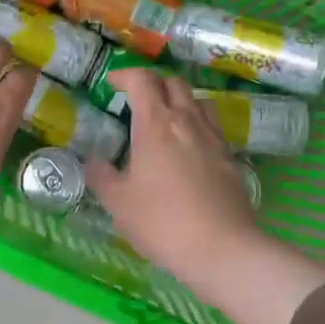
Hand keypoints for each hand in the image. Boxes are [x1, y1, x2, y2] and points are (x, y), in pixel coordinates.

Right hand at [87, 70, 324, 323]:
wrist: (221, 248)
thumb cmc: (162, 222)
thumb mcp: (119, 203)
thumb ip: (101, 177)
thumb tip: (93, 162)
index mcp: (156, 124)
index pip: (142, 80)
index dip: (125, 75)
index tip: (112, 83)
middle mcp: (187, 122)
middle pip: (174, 83)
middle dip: (153, 83)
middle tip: (137, 100)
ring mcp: (214, 138)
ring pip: (198, 102)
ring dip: (180, 101)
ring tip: (166, 120)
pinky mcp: (231, 158)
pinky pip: (212, 128)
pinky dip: (197, 126)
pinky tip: (189, 150)